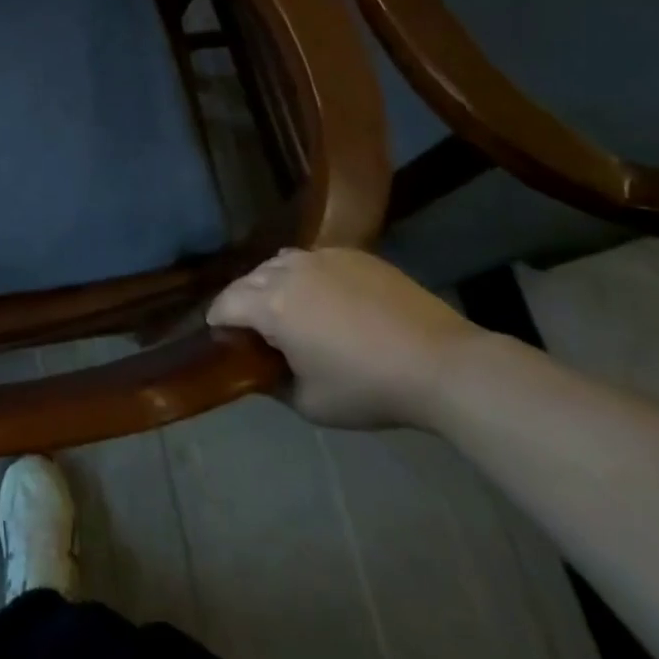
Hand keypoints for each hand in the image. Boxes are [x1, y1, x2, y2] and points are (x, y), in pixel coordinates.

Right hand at [207, 248, 479, 429]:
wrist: (441, 364)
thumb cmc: (369, 388)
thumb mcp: (310, 404)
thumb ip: (272, 384)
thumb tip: (258, 370)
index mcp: (271, 306)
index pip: (225, 304)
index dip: (218, 322)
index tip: (223, 338)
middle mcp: (289, 272)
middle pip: (248, 279)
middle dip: (242, 301)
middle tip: (254, 328)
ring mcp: (322, 258)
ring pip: (279, 263)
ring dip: (271, 283)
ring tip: (286, 307)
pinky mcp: (353, 254)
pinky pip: (313, 259)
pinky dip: (305, 275)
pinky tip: (324, 298)